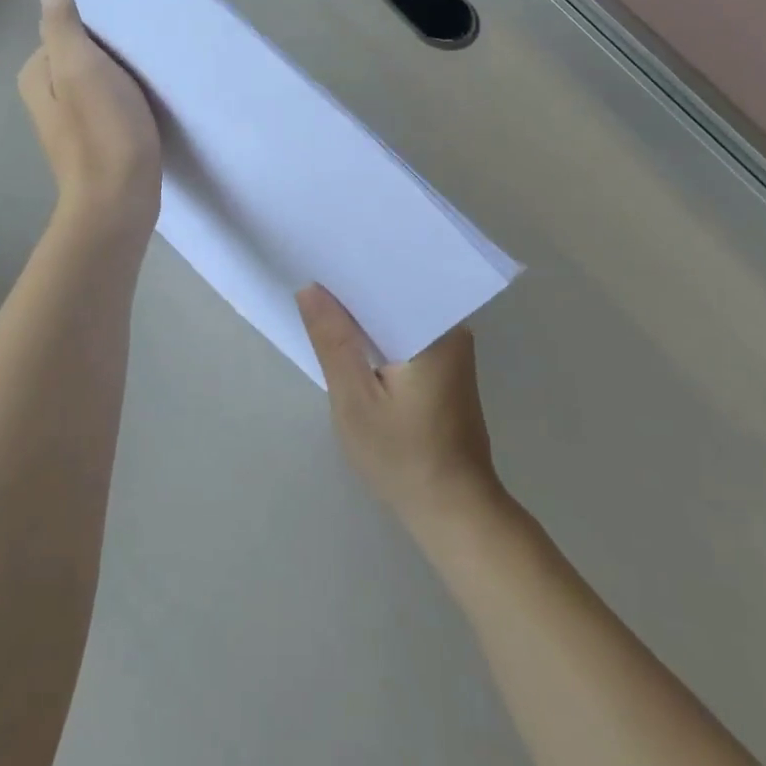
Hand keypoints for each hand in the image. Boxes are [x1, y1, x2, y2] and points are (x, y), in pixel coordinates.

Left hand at [19, 0, 161, 239]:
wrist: (119, 203)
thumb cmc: (103, 133)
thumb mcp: (81, 69)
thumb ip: (63, 28)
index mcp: (37, 75)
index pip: (68, 30)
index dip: (100, 31)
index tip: (129, 41)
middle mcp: (48, 97)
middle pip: (85, 56)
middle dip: (115, 55)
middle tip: (145, 61)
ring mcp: (72, 123)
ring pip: (102, 83)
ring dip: (126, 80)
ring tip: (152, 84)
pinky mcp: (97, 143)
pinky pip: (113, 108)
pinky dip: (131, 104)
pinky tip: (149, 110)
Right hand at [297, 285, 503, 534]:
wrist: (454, 512)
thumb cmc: (404, 457)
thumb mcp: (356, 399)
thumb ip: (333, 341)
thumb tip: (310, 289)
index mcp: (438, 329)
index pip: (394, 279)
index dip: (355, 267)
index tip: (322, 254)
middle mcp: (452, 330)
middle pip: (397, 295)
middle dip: (357, 289)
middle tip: (313, 274)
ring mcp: (451, 351)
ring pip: (400, 317)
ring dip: (367, 314)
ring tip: (324, 297)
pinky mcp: (445, 370)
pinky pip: (406, 336)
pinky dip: (380, 336)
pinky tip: (352, 337)